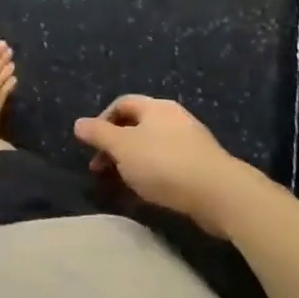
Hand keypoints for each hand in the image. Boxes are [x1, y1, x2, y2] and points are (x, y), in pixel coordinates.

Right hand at [73, 96, 245, 237]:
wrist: (220, 194)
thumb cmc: (163, 163)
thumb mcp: (121, 147)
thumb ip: (98, 134)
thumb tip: (79, 123)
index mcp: (155, 108)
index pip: (121, 104)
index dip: (101, 120)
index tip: (91, 144)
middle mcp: (174, 118)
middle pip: (136, 125)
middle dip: (115, 145)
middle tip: (101, 168)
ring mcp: (191, 142)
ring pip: (152, 146)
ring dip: (132, 161)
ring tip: (122, 182)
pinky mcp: (202, 165)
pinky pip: (168, 163)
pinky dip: (152, 173)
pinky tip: (148, 191)